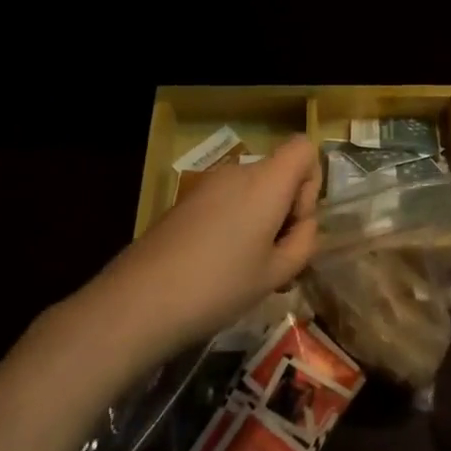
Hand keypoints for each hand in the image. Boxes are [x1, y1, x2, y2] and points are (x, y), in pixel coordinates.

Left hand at [81, 136, 321, 362]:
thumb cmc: (219, 285)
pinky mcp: (184, 203)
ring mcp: (206, 185)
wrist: (138, 302)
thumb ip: (304, 242)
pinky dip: (235, 225)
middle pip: (278, 173)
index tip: (294, 224)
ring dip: (261, 221)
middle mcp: (237, 172)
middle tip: (276, 261)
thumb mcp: (277, 273)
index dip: (311, 182)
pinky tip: (219, 268)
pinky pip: (226, 202)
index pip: (303, 148)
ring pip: (252, 192)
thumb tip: (303, 226)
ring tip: (249, 271)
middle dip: (286, 211)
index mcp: (265, 181)